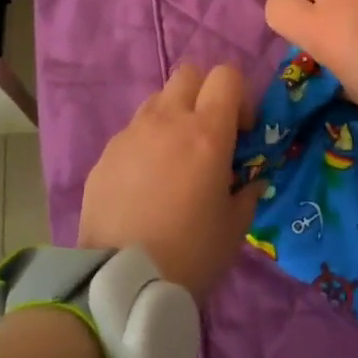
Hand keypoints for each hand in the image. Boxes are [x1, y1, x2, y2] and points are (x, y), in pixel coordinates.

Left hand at [78, 63, 263, 302]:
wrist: (121, 283)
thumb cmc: (191, 254)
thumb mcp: (234, 227)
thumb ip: (247, 192)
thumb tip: (252, 180)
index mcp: (207, 132)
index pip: (227, 75)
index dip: (239, 96)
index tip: (240, 132)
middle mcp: (167, 120)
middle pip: (189, 74)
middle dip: (204, 94)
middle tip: (208, 136)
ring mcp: (131, 133)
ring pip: (158, 100)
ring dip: (173, 117)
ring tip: (174, 161)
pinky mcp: (105, 154)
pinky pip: (132, 133)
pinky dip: (145, 145)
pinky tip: (145, 185)